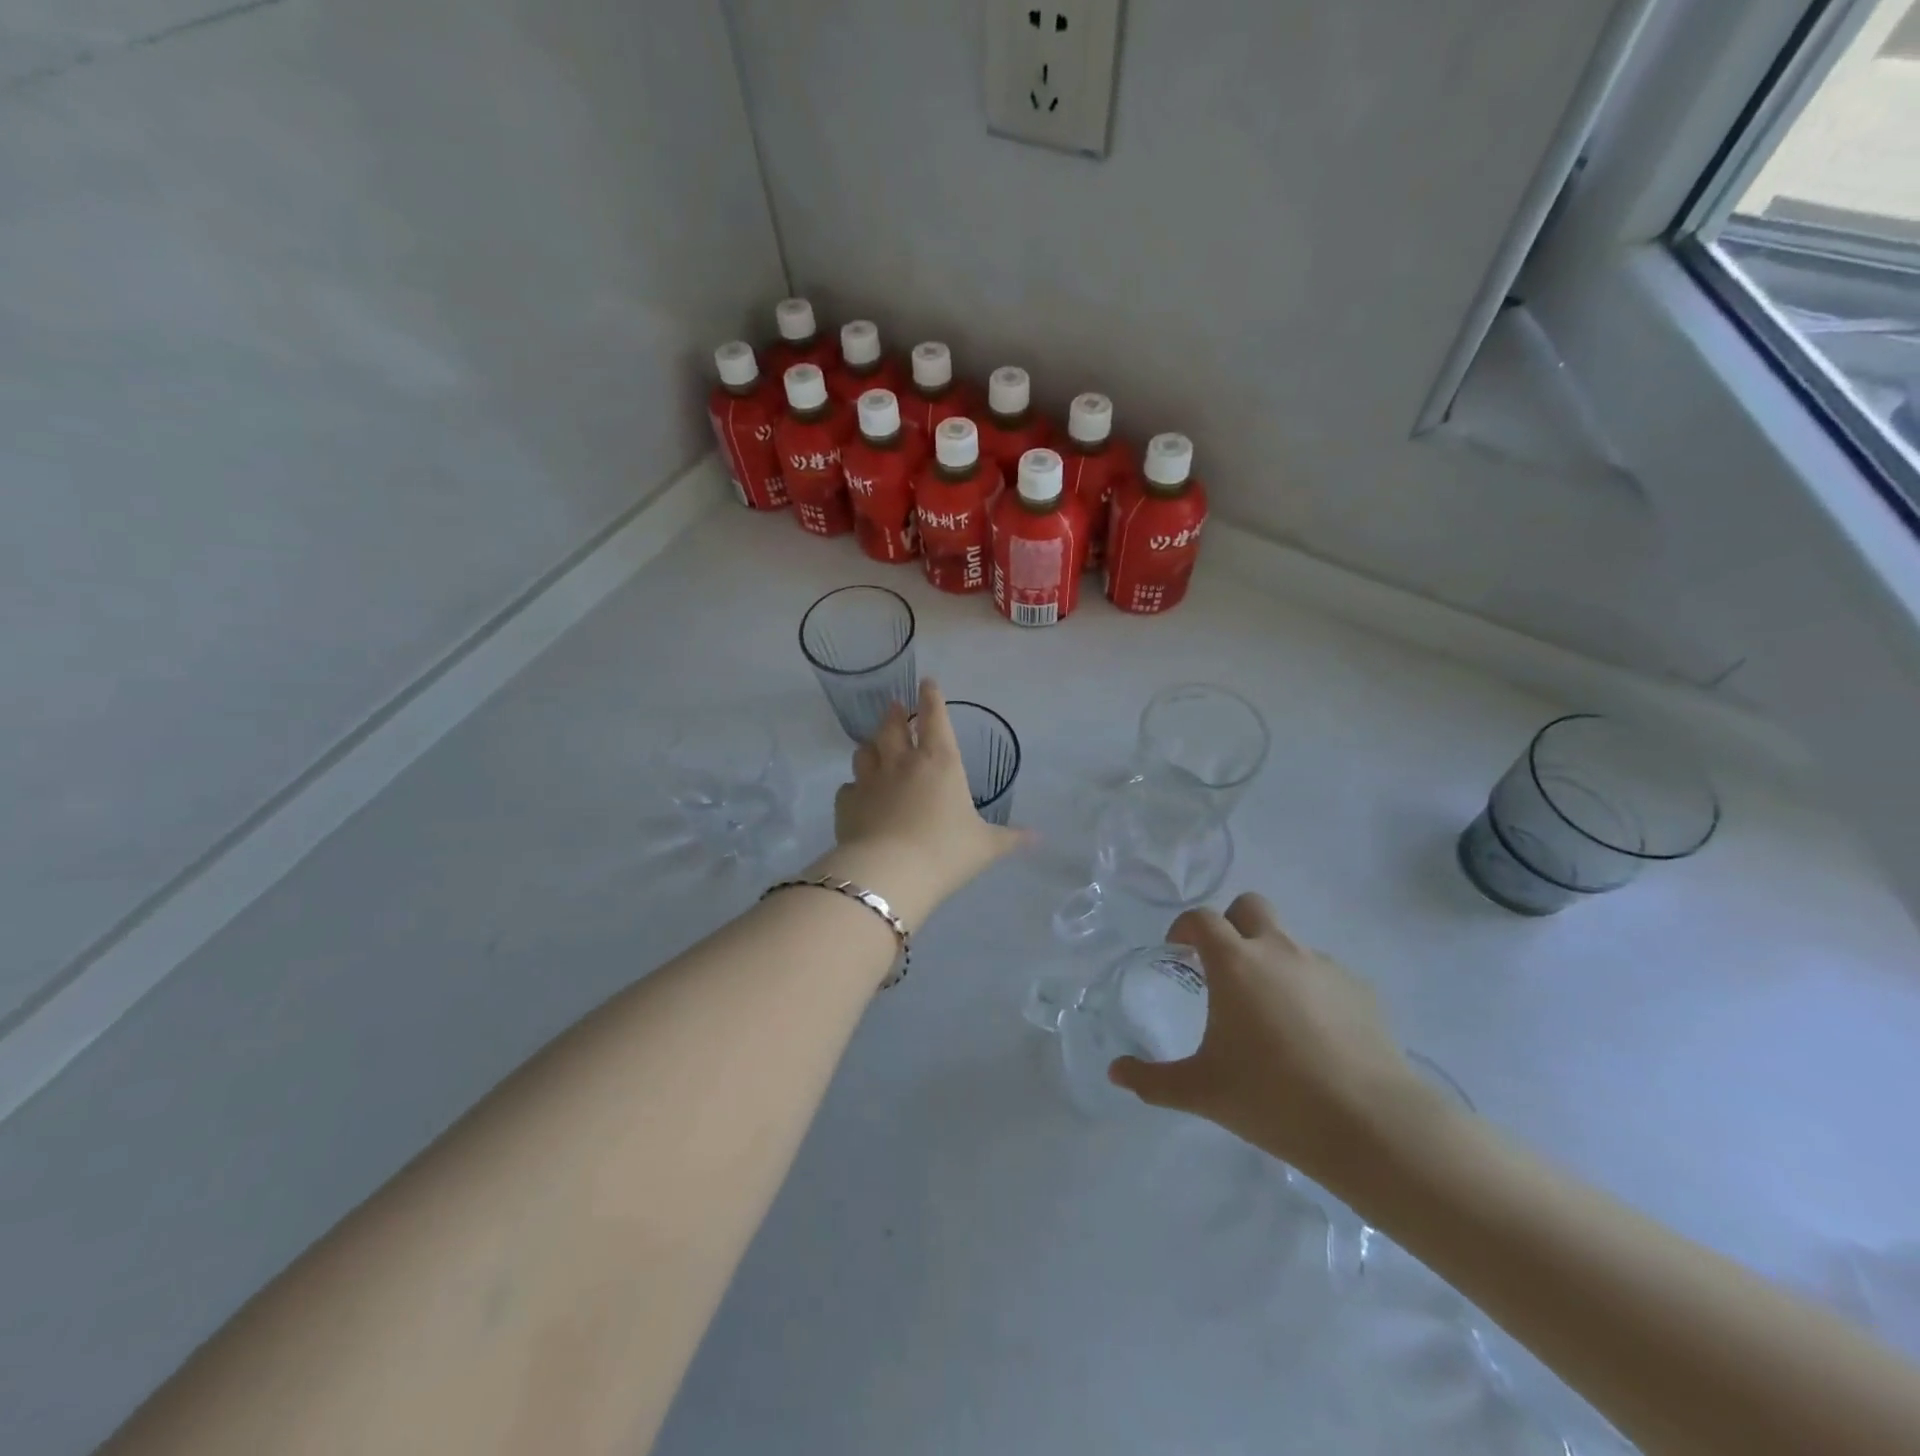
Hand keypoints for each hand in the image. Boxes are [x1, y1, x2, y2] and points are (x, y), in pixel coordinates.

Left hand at [819, 679, 1028, 923]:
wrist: (889, 874)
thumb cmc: (945, 852)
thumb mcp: (985, 847)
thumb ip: (1010, 838)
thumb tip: (1038, 838)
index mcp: (940, 763)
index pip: (935, 718)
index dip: (931, 698)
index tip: (926, 682)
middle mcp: (903, 763)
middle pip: (893, 727)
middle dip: (895, 713)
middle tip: (895, 706)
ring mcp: (870, 781)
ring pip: (865, 751)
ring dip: (872, 744)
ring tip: (874, 744)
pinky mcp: (847, 803)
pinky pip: (849, 787)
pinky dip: (854, 786)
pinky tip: (857, 793)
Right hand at [1108, 894, 1427, 1188]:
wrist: (1371, 1124)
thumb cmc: (1273, 1097)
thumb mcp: (1202, 1091)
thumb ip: (1152, 1080)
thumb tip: (1115, 1073)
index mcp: (1235, 963)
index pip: (1202, 919)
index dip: (1185, 927)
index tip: (1178, 949)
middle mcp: (1278, 951)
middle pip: (1250, 906)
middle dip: (1232, 924)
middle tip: (1223, 966)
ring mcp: (1324, 967)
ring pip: (1290, 942)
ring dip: (1271, 959)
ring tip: (1270, 1012)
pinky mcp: (1361, 990)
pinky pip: (1324, 973)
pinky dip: (1309, 988)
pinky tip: (1313, 1034)